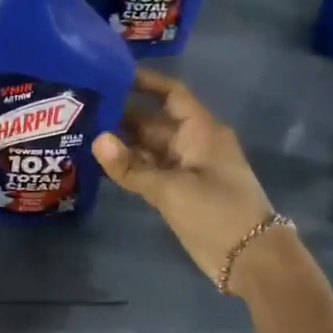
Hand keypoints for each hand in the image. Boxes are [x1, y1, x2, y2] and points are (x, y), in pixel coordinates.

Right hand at [92, 68, 276, 283]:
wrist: (250, 259)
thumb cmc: (217, 212)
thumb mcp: (171, 189)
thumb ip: (132, 167)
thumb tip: (97, 140)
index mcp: (201, 131)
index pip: (171, 94)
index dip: (145, 81)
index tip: (111, 73)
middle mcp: (193, 143)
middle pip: (154, 121)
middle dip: (122, 114)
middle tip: (83, 108)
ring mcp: (186, 168)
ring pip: (149, 147)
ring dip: (122, 143)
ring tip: (83, 132)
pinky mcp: (179, 191)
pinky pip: (150, 170)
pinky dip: (129, 166)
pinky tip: (101, 163)